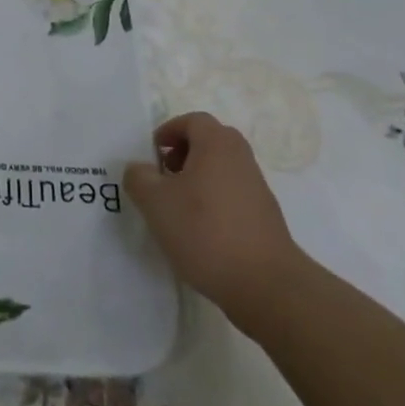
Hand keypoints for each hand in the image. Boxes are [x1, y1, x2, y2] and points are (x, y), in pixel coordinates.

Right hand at [124, 111, 305, 331]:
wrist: (266, 285)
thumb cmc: (205, 231)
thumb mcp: (155, 202)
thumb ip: (139, 178)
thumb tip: (141, 169)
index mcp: (217, 145)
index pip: (193, 120)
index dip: (169, 131)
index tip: (153, 154)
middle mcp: (241, 158)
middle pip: (210, 141)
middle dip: (183, 153)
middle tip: (165, 175)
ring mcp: (257, 188)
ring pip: (222, 169)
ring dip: (197, 178)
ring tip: (178, 207)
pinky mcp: (265, 217)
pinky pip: (232, 194)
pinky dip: (214, 201)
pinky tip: (200, 231)